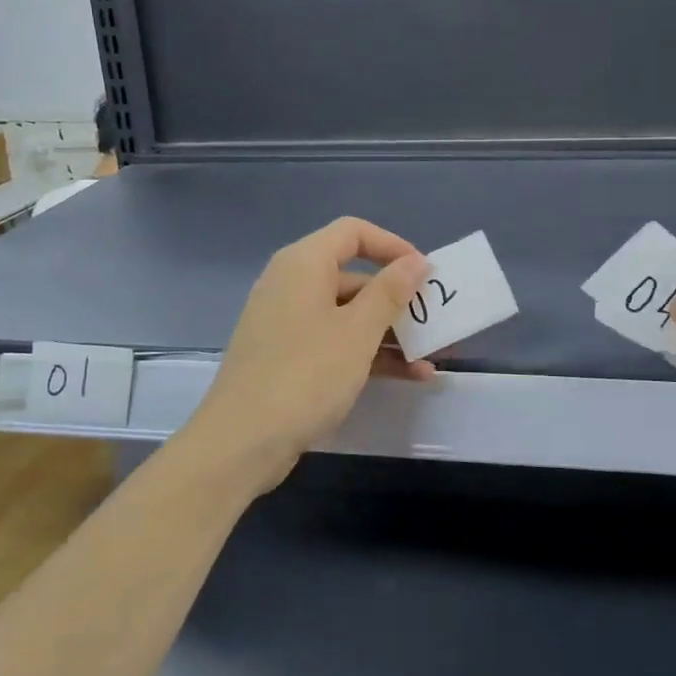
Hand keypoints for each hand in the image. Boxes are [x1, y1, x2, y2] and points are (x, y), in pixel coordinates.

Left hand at [190, 217, 431, 492]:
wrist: (240, 443)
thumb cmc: (305, 375)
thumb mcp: (358, 332)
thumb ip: (390, 292)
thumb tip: (416, 260)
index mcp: (303, 265)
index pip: (353, 232)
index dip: (392, 246)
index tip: (425, 272)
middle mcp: (291, 285)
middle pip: (353, 276)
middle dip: (398, 298)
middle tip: (435, 320)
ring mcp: (287, 323)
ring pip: (347, 314)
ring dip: (389, 332)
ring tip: (431, 355)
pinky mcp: (287, 357)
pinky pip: (334, 342)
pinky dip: (367, 353)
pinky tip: (408, 376)